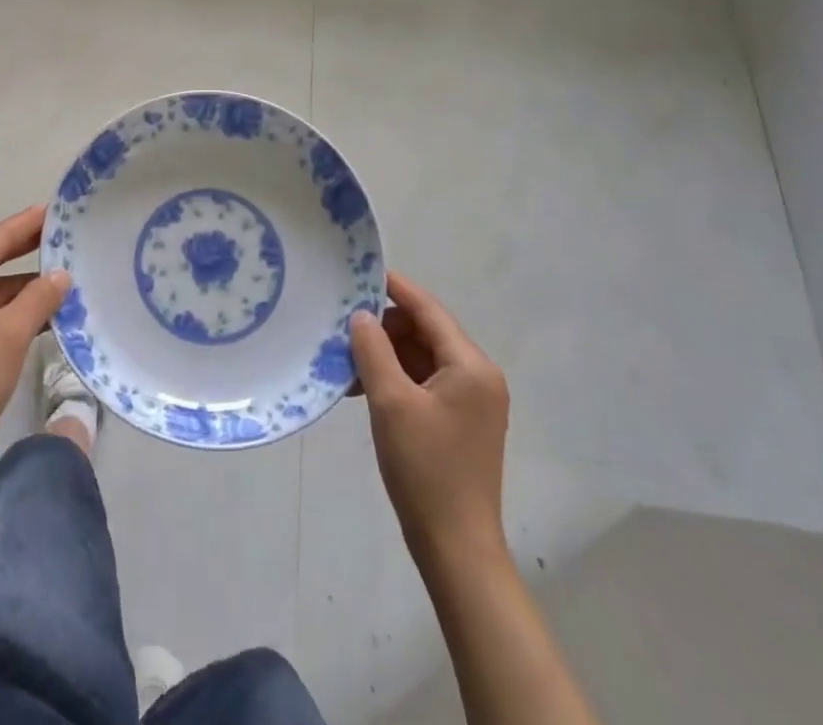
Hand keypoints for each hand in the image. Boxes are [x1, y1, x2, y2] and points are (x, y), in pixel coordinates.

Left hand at [0, 205, 68, 478]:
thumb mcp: (9, 337)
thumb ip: (38, 299)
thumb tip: (60, 276)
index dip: (27, 225)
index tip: (55, 209)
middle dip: (25, 253)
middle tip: (62, 237)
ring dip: (20, 289)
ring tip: (62, 280)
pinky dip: (6, 312)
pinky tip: (39, 314)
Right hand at [349, 273, 510, 568]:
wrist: (456, 549)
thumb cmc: (425, 468)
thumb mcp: (391, 402)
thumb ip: (373, 349)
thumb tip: (360, 316)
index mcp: (471, 365)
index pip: (428, 309)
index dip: (395, 288)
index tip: (360, 273)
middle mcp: (479, 376)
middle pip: (426, 332)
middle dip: (384, 328)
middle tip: (344, 332)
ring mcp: (472, 401)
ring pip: (422, 358)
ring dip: (387, 356)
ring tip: (347, 364)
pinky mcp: (461, 423)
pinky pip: (425, 383)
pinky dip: (397, 379)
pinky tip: (364, 389)